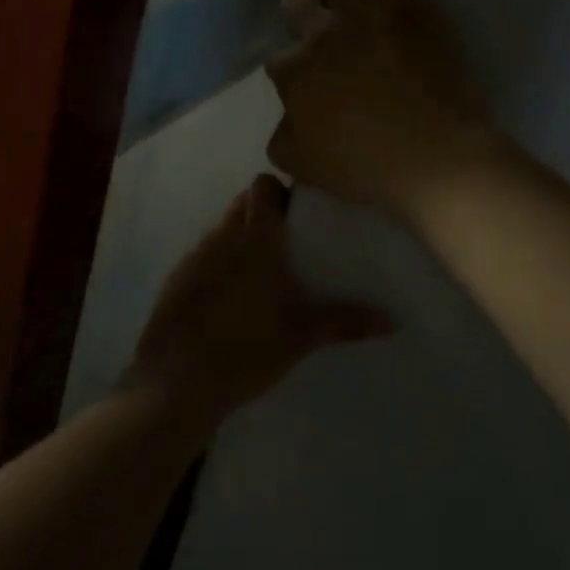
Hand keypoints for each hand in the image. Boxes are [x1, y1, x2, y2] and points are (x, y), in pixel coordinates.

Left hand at [129, 175, 391, 421]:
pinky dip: (220, 261)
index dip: (280, 191)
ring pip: (222, 228)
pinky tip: (231, 294)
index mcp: (255, 240)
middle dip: (263, 211)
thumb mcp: (301, 337)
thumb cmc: (247, 351)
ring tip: (264, 270)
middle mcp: (222, 237)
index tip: (300, 212)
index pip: (263, 187)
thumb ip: (345, 322)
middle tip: (290, 242)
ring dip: (241, 236)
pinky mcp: (177, 277)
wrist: (176, 381)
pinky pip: (204, 254)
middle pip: (242, 203)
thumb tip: (392, 320)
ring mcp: (195, 256)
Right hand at [266, 0, 493, 220]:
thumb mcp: (301, 166)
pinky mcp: (404, 0)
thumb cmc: (365, 169)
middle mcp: (317, 34)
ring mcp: (360, 12)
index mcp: (292, 74)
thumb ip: (282, 137)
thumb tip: (286, 119)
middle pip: (296, 7)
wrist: (435, 159)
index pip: (277, 61)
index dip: (290, 70)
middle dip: (301, 16)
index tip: (307, 82)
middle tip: (322, 32)